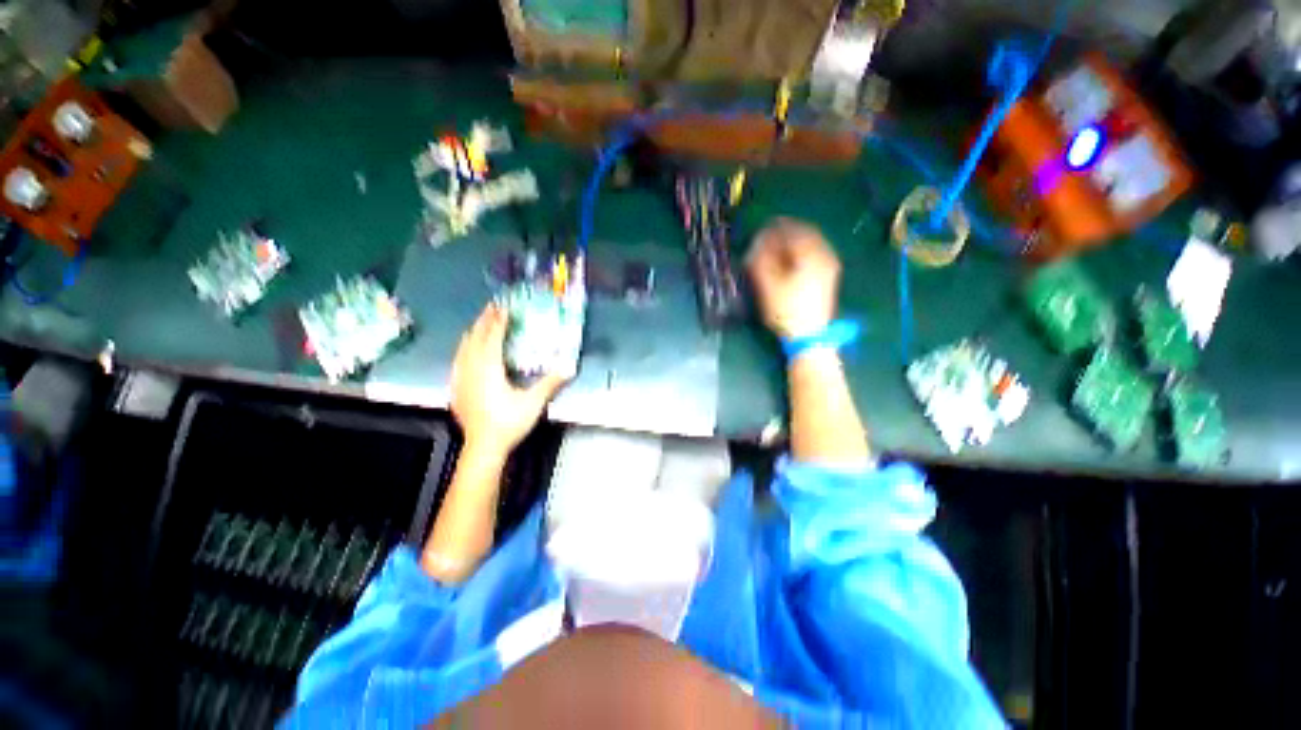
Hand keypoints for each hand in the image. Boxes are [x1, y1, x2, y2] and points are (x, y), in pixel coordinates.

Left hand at [450, 303, 569, 457]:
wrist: (483, 447)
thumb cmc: (509, 422)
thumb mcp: (533, 402)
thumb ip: (550, 383)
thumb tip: (570, 367)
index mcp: (489, 369)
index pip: (492, 338)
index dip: (498, 321)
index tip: (504, 307)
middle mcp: (471, 369)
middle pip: (474, 338)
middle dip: (483, 321)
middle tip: (491, 307)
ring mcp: (461, 379)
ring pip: (463, 348)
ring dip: (472, 333)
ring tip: (480, 324)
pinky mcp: (456, 389)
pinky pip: (458, 360)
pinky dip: (464, 349)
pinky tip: (466, 352)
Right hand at [746, 217, 840, 338]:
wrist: (809, 336)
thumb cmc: (785, 310)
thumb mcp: (767, 284)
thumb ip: (760, 258)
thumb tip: (758, 240)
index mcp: (811, 254)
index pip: (792, 230)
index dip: (774, 228)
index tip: (759, 232)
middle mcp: (825, 254)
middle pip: (804, 232)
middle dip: (784, 232)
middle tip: (766, 239)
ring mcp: (830, 265)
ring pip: (810, 242)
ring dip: (792, 241)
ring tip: (775, 249)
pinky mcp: (828, 275)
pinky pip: (814, 252)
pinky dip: (800, 251)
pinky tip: (788, 260)